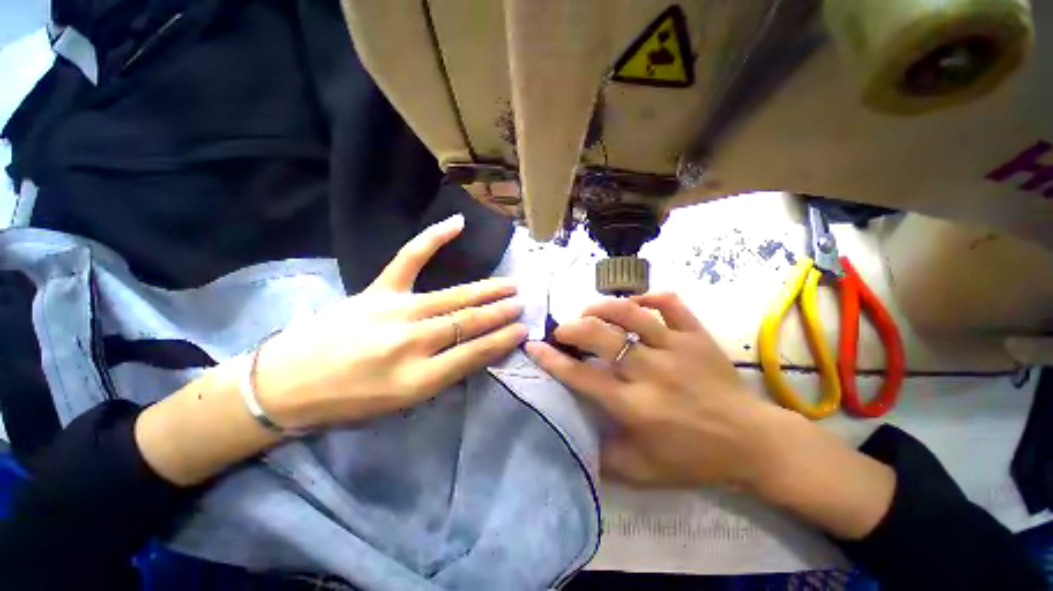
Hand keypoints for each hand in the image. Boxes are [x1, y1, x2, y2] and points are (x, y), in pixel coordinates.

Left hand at [257, 214, 527, 428]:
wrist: (286, 384)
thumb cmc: (348, 402)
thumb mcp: (402, 403)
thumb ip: (444, 376)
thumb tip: (478, 351)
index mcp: (418, 378)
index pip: (475, 352)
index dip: (503, 339)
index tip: (523, 329)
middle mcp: (412, 341)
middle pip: (468, 322)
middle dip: (500, 312)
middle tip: (522, 304)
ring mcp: (394, 310)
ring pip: (453, 297)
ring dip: (486, 291)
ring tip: (510, 285)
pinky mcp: (377, 290)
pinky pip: (410, 259)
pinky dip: (433, 238)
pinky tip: (457, 223)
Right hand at [526, 292, 894, 539]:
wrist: (754, 442)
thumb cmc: (695, 459)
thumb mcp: (643, 473)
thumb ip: (603, 458)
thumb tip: (573, 437)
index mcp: (635, 406)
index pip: (582, 376)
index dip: (552, 360)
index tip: (534, 346)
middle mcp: (651, 372)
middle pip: (601, 336)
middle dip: (573, 327)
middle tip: (564, 330)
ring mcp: (677, 348)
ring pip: (632, 313)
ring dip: (603, 307)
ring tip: (590, 311)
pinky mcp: (698, 336)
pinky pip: (672, 304)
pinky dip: (651, 297)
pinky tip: (637, 302)